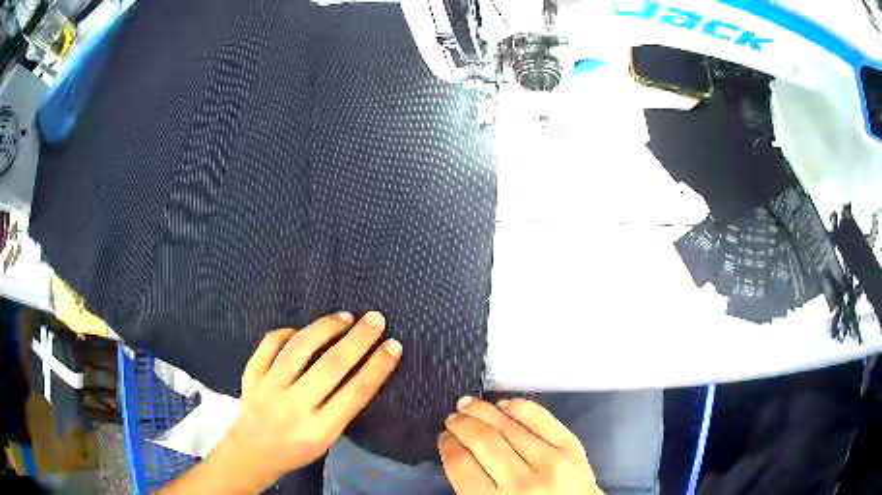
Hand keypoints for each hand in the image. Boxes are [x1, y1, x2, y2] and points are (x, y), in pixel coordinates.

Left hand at [220, 311, 401, 488]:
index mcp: (319, 429)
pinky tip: (302, 330)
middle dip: (358, 339)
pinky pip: (270, 343)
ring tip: (345, 317)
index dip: (377, 367)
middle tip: (376, 319)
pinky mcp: (251, 374)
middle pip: (330, 366)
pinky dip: (288, 332)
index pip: (354, 393)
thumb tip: (360, 367)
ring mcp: (269, 388)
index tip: (394, 345)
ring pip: (299, 348)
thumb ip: (341, 408)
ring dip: (325, 328)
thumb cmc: (296, 449)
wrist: (251, 452)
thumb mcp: (327, 439)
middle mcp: (294, 406)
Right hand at [439, 397, 603, 494]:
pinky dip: (522, 408)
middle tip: (452, 418)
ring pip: (510, 427)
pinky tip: (505, 404)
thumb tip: (458, 452)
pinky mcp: (573, 449)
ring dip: (484, 411)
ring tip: (469, 404)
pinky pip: (543, 420)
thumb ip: (472, 489)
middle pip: (483, 442)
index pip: (461, 465)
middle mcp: (521, 483)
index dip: (448, 446)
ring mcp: (551, 463)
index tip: (444, 437)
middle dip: (462, 425)